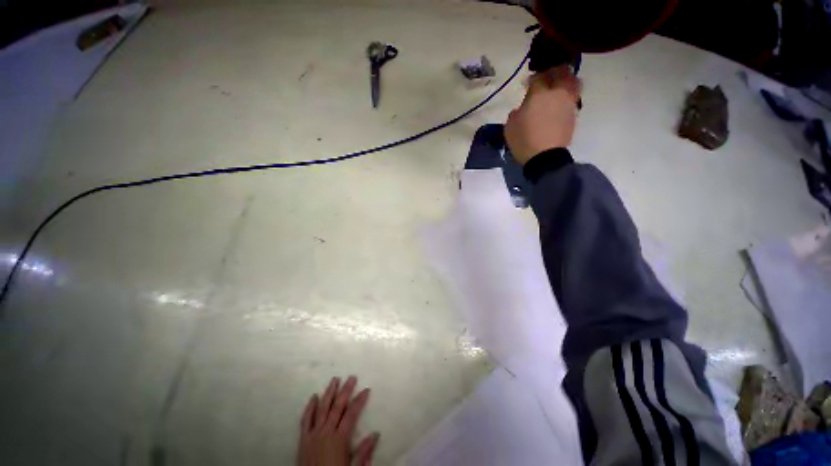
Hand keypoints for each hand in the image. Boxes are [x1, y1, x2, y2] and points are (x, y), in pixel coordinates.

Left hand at [297, 376, 378, 465]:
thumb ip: (364, 452)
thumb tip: (376, 433)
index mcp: (339, 439)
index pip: (351, 414)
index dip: (359, 400)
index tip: (366, 389)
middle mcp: (326, 432)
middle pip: (337, 407)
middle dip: (346, 391)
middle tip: (352, 377)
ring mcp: (313, 434)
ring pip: (322, 408)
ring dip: (329, 393)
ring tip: (335, 379)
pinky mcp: (303, 439)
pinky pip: (306, 420)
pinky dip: (310, 407)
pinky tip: (314, 397)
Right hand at [505, 65, 580, 165]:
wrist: (544, 157)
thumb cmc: (524, 140)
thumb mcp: (510, 126)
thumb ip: (516, 112)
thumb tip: (522, 108)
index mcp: (539, 94)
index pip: (538, 77)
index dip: (532, 79)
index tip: (527, 84)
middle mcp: (557, 93)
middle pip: (561, 72)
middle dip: (554, 72)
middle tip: (546, 78)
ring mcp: (568, 102)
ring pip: (573, 82)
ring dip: (566, 81)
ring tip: (558, 88)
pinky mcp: (574, 114)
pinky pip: (573, 97)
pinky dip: (567, 95)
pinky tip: (560, 103)